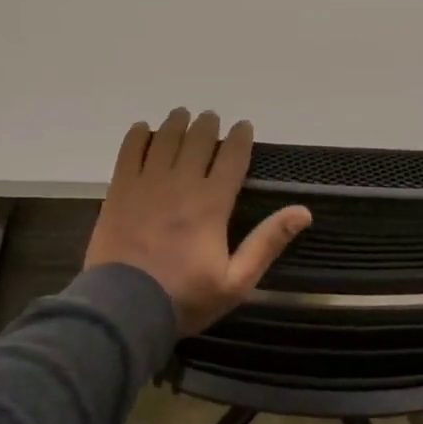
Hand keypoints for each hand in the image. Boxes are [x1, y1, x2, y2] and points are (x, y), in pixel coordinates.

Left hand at [85, 110, 311, 335]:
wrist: (124, 308)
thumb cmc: (185, 298)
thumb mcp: (236, 281)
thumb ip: (267, 243)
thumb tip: (303, 213)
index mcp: (211, 204)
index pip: (232, 158)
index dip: (240, 138)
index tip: (244, 127)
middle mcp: (180, 185)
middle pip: (197, 141)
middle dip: (208, 126)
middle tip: (211, 119)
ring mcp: (146, 185)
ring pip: (164, 140)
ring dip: (176, 123)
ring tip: (182, 115)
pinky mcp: (119, 191)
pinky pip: (128, 152)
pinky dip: (138, 136)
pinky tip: (143, 129)